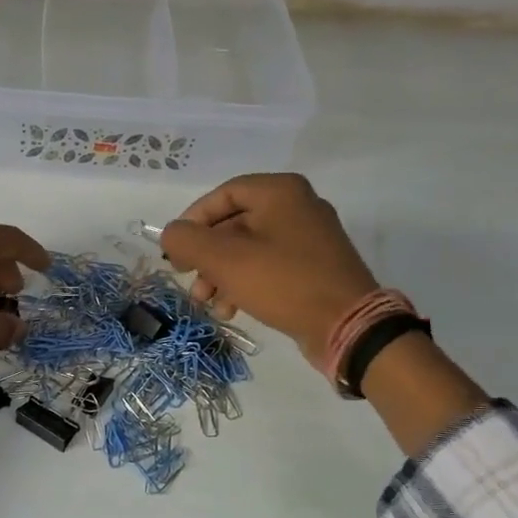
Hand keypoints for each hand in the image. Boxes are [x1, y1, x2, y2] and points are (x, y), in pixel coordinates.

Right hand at [160, 173, 380, 363]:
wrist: (347, 325)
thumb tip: (170, 234)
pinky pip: (267, 266)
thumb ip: (187, 240)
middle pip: (233, 224)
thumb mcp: (224, 260)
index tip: (177, 249)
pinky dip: (243, 283)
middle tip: (187, 277)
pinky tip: (230, 309)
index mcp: (280, 192)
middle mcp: (297, 207)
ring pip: (247, 249)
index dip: (192, 220)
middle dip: (205, 255)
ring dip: (219, 274)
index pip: (223, 195)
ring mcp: (308, 239)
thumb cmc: (282, 282)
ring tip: (206, 301)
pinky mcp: (313, 268)